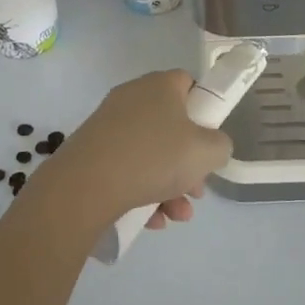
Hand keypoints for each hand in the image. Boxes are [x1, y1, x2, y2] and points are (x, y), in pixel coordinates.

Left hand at [45, 70, 232, 230]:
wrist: (85, 185)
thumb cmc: (154, 157)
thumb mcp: (207, 152)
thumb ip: (220, 145)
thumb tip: (210, 147)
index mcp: (160, 85)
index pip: (188, 84)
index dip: (204, 109)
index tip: (208, 139)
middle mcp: (133, 97)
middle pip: (171, 125)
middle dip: (188, 161)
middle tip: (196, 189)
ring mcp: (108, 124)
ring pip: (150, 152)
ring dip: (169, 184)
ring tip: (177, 214)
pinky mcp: (91, 150)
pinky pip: (126, 167)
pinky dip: (141, 191)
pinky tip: (151, 220)